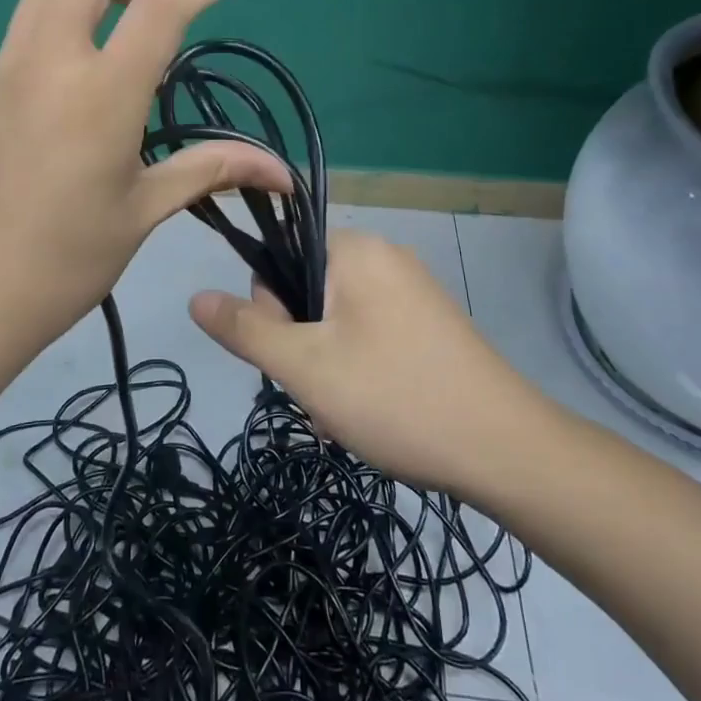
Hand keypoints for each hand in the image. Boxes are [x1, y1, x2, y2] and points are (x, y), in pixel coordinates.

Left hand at [0, 0, 290, 360]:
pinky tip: (92, 53)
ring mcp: (8, 70)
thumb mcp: (144, 211)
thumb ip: (211, 170)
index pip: (162, 3)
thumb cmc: (63, 262)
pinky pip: (30, 20)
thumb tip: (281, 173)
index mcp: (100, 95)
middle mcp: (49, 62)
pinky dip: (70, 5)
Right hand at [189, 230, 545, 493]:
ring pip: (337, 319)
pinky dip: (357, 368)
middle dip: (300, 342)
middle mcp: (386, 257)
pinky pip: (370, 333)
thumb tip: (195, 297)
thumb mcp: (305, 367)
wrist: (505, 450)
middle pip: (308, 289)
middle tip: (319, 391)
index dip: (270, 307)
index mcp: (356, 250)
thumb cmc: (395, 397)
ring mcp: (413, 291)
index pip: (281, 256)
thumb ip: (246, 329)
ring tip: (345, 410)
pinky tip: (371, 411)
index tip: (288, 354)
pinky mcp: (431, 325)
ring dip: (325, 362)